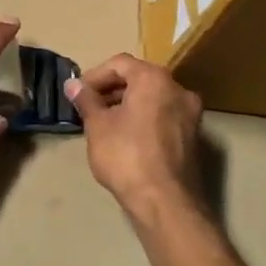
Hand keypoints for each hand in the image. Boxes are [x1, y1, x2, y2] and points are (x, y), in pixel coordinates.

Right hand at [64, 54, 204, 228]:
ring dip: (127, 105)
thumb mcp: (98, 126)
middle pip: (139, 78)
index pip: (120, 64)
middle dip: (111, 90)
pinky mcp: (193, 137)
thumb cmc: (126, 155)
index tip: (78, 93)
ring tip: (104, 123)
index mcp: (154, 79)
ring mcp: (190, 114)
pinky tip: (126, 138)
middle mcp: (178, 89)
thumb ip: (86, 100)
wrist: (165, 202)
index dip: (95, 75)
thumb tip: (72, 84)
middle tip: (89, 107)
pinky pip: (163, 116)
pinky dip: (144, 119)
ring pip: (153, 98)